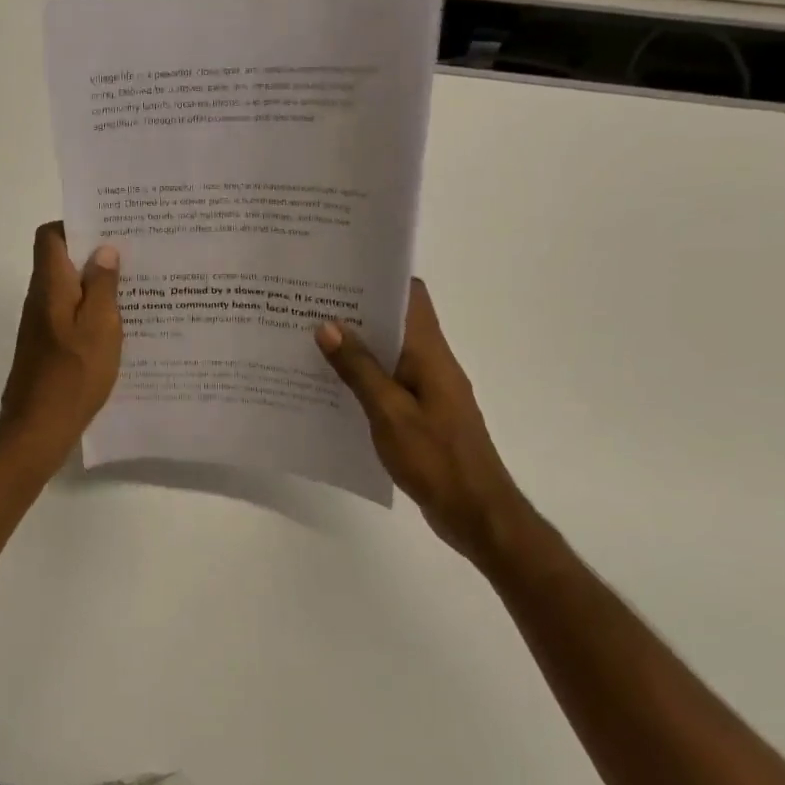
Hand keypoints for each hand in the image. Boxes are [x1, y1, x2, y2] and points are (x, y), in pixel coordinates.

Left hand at [0, 222, 122, 455]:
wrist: (39, 428)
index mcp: (50, 286)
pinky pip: (70, 315)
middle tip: (134, 257)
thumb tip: (103, 250)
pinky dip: (91, 312)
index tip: (110, 229)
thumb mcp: (100, 328)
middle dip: (94, 254)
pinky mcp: (47, 346)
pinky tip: (119, 326)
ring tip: (134, 288)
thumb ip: (103, 287)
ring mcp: (41, 325)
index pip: (50, 236)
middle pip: (61, 261)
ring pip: (69, 290)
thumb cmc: (73, 375)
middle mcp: (40, 299)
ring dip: (96, 285)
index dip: (76, 225)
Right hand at [316, 280, 537, 568]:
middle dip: (356, 311)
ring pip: (388, 354)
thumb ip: (359, 369)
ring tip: (308, 340)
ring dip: (355, 346)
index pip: (412, 296)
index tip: (339, 272)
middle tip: (308, 304)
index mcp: (430, 353)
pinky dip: (360, 377)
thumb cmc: (435, 459)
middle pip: (396, 322)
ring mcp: (427, 390)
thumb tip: (328, 326)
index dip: (379, 278)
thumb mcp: (389, 412)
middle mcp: (431, 363)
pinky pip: (386, 383)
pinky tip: (328, 385)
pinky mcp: (420, 414)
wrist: (475, 512)